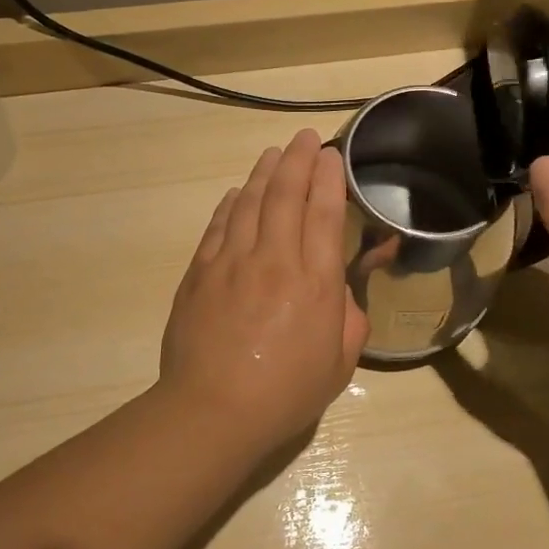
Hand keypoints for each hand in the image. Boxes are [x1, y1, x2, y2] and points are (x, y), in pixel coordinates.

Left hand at [159, 129, 367, 450]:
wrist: (214, 410)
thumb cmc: (285, 393)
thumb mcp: (340, 363)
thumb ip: (348, 319)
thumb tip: (339, 291)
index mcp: (314, 282)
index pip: (323, 214)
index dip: (328, 179)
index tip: (330, 156)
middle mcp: (274, 260)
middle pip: (286, 196)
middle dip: (298, 160)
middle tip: (305, 138)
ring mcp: (232, 263)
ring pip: (250, 203)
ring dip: (264, 173)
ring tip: (274, 153)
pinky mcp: (200, 273)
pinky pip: (218, 226)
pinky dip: (230, 204)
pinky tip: (238, 193)